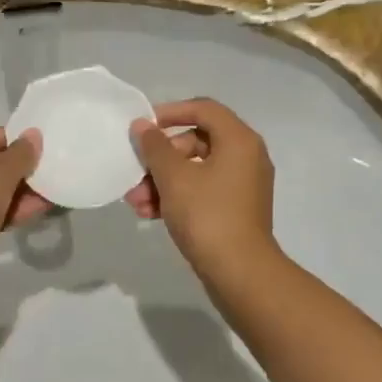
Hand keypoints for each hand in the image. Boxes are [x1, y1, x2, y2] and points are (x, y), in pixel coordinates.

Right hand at [127, 99, 276, 271]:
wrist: (239, 272)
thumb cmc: (207, 215)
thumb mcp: (173, 177)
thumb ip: (154, 147)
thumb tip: (142, 125)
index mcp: (239, 140)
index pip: (203, 109)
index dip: (171, 112)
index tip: (144, 127)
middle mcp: (246, 157)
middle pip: (196, 141)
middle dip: (160, 158)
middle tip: (136, 173)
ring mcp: (242, 185)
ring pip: (195, 170)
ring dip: (162, 181)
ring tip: (135, 202)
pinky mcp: (235, 209)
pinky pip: (202, 191)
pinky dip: (177, 197)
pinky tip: (148, 214)